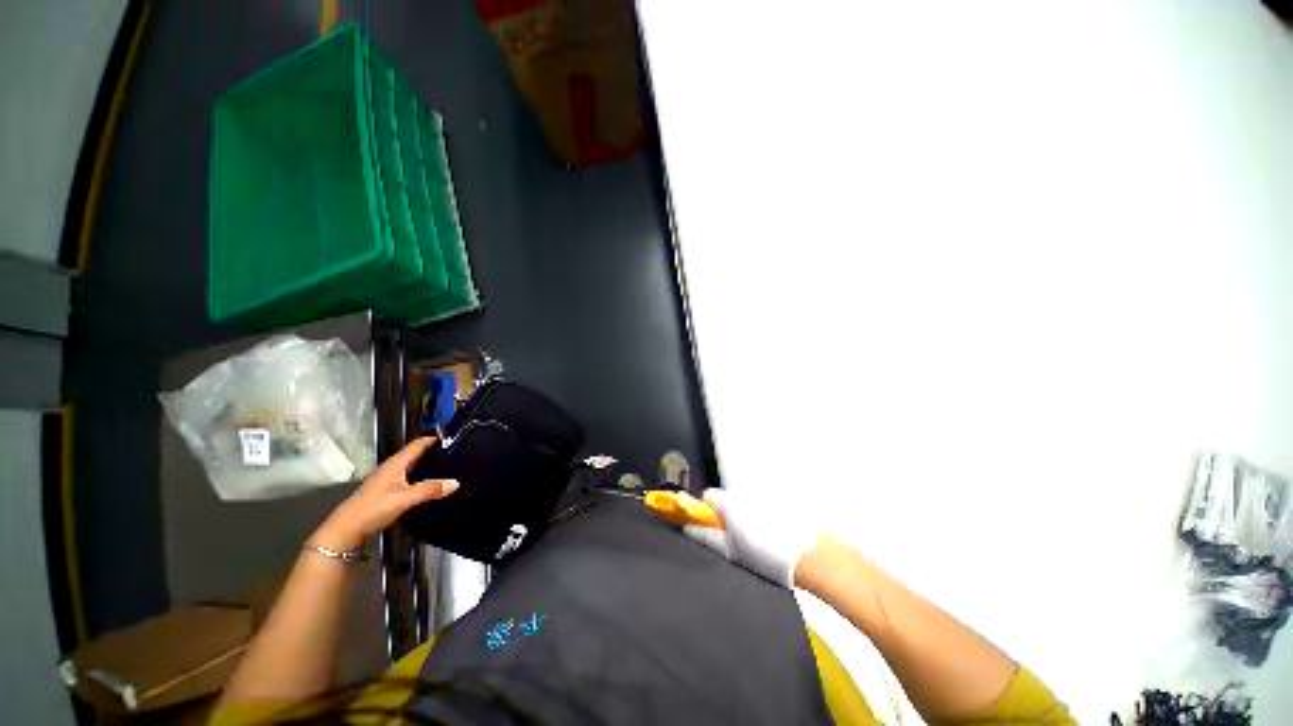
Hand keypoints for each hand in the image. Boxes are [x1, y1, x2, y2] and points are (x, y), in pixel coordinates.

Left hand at [312, 437, 458, 549]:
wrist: (346, 530)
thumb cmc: (374, 508)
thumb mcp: (405, 498)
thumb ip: (430, 489)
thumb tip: (456, 482)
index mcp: (396, 463)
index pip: (418, 444)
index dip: (434, 439)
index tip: (454, 437)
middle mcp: (393, 467)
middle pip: (416, 454)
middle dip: (434, 452)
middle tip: (456, 453)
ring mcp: (389, 479)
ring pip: (413, 466)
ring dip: (428, 465)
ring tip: (448, 467)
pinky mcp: (388, 491)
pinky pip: (410, 477)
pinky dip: (422, 477)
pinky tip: (430, 484)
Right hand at [682, 487, 825, 587]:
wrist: (813, 555)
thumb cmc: (769, 556)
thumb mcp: (731, 551)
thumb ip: (707, 537)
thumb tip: (689, 528)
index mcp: (729, 501)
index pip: (706, 497)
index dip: (705, 513)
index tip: (710, 529)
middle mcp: (744, 491)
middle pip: (727, 499)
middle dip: (727, 515)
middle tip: (736, 540)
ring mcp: (764, 493)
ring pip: (745, 501)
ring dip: (746, 515)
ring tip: (758, 539)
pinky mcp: (782, 498)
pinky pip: (763, 504)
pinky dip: (764, 515)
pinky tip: (775, 534)